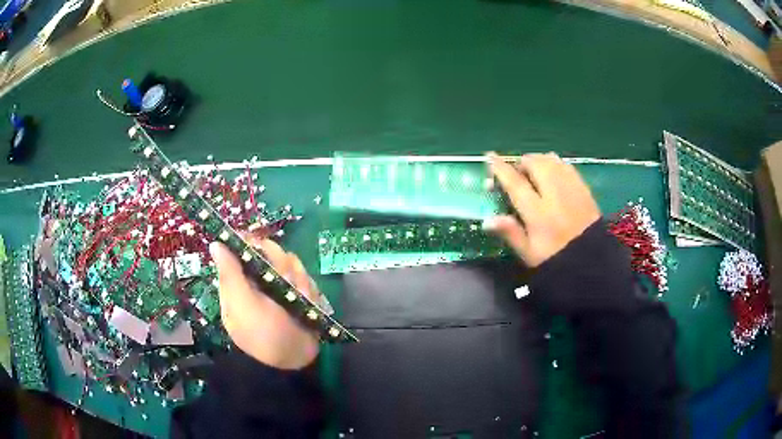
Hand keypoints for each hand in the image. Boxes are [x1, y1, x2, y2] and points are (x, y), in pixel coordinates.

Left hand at [209, 238, 319, 369]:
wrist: (296, 361)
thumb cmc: (263, 334)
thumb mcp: (242, 305)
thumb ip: (230, 274)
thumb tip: (215, 243)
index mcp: (239, 283)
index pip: (243, 249)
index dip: (252, 243)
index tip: (261, 247)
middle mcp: (259, 281)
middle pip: (271, 252)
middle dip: (281, 265)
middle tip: (285, 281)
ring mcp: (281, 287)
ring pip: (292, 264)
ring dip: (298, 281)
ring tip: (300, 300)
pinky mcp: (300, 294)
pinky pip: (306, 279)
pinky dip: (309, 291)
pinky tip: (308, 305)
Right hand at [486, 152, 600, 267]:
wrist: (592, 262)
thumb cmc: (556, 259)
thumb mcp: (529, 253)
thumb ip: (510, 233)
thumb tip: (487, 219)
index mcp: (538, 213)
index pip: (515, 183)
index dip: (500, 169)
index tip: (489, 157)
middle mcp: (554, 194)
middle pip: (534, 164)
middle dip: (520, 163)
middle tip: (515, 174)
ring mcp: (571, 188)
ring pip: (550, 160)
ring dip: (537, 161)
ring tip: (532, 172)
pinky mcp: (583, 188)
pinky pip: (565, 165)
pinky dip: (554, 163)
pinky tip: (552, 174)